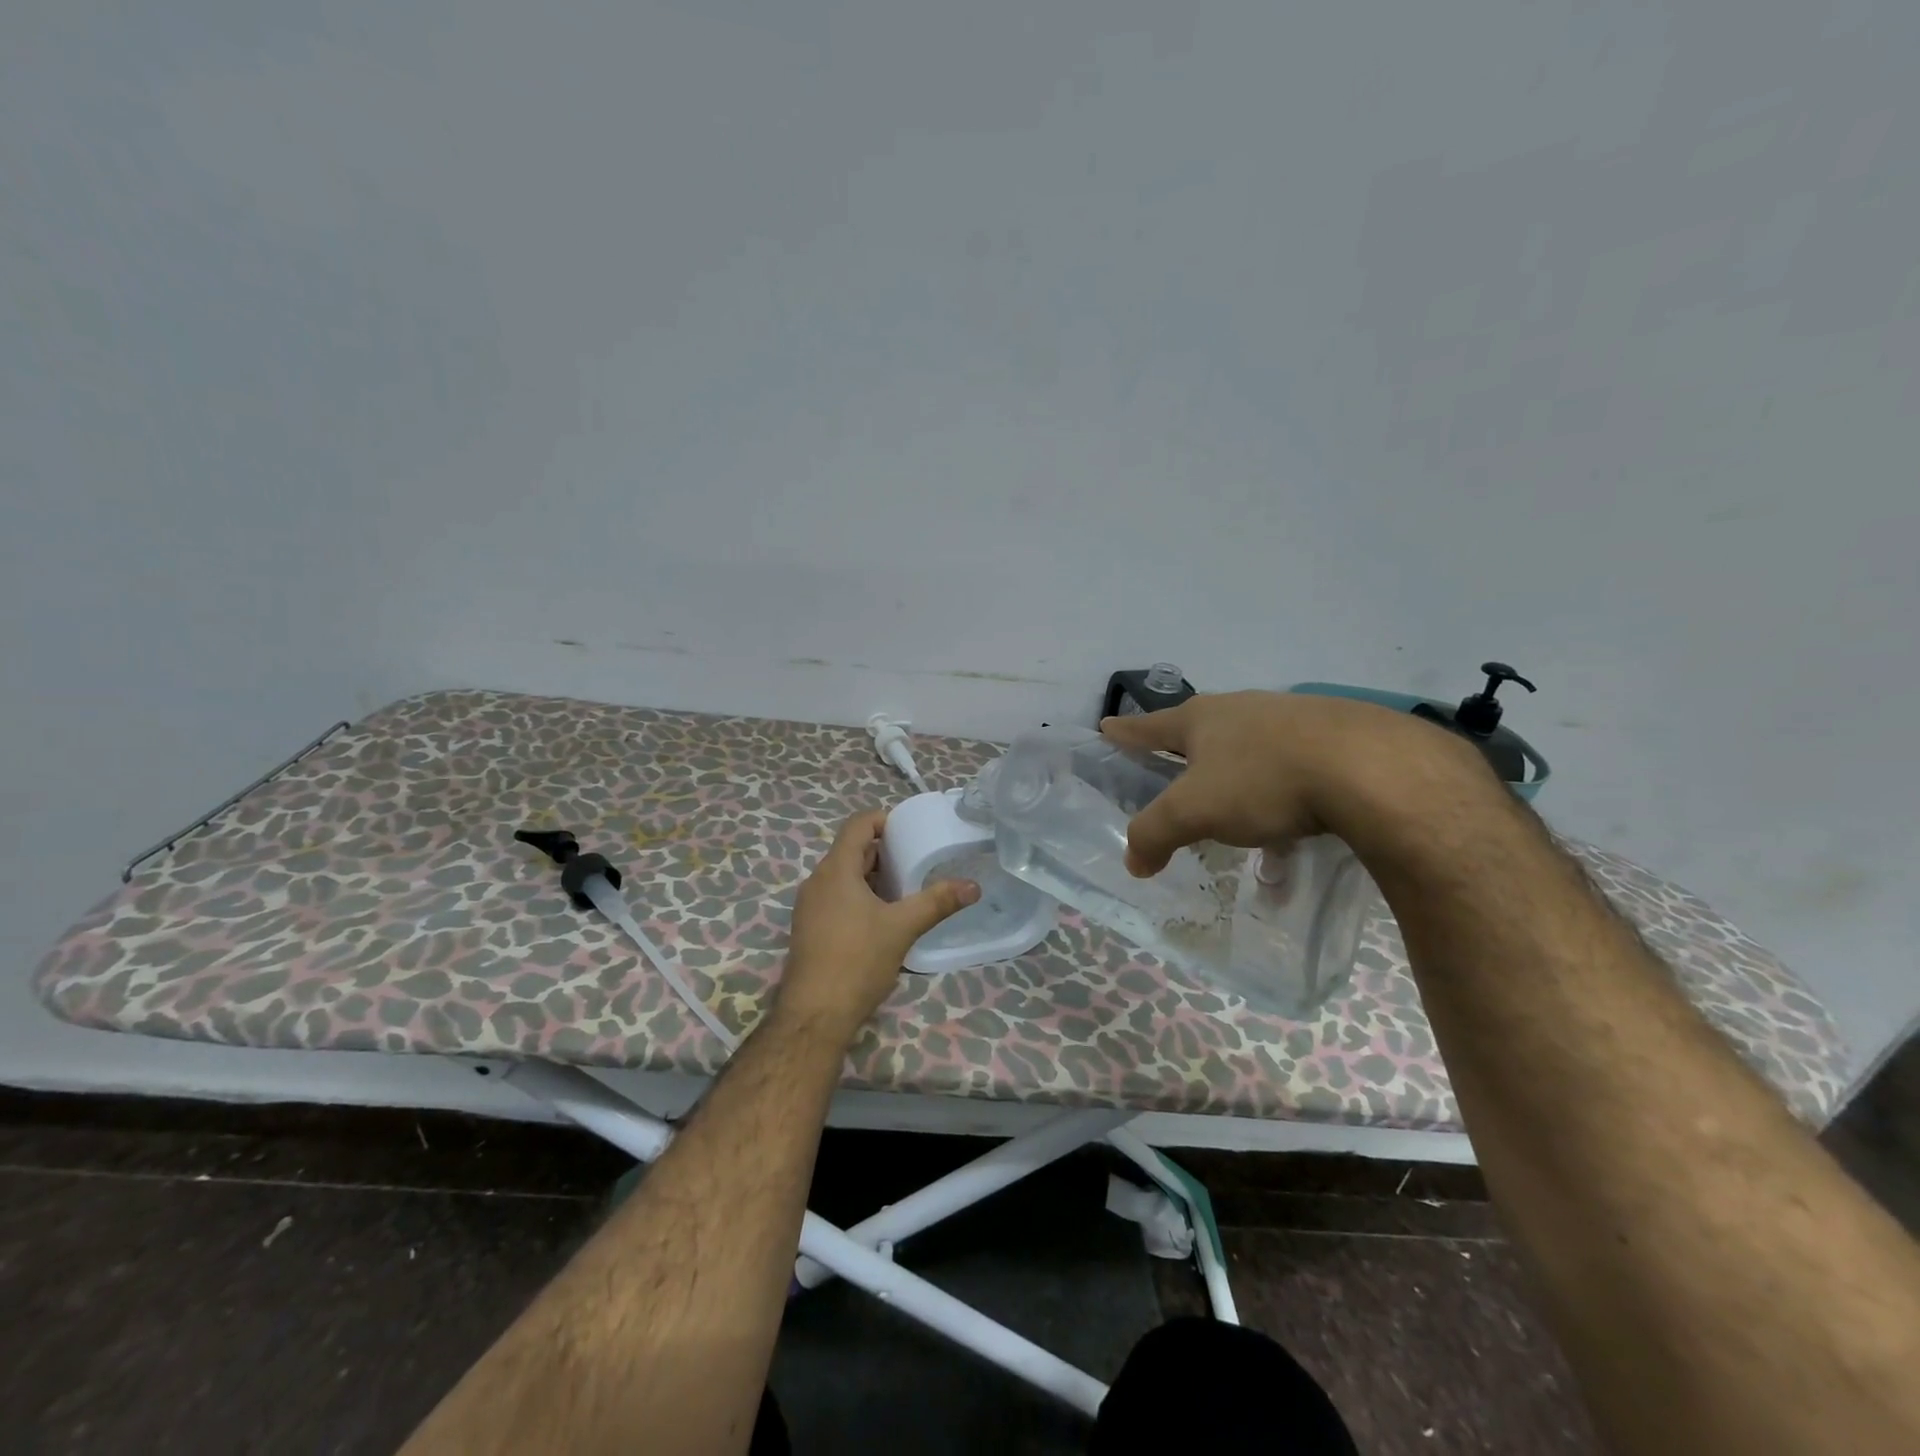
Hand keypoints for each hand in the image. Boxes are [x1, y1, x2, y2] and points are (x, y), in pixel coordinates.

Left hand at [777, 810, 980, 1039]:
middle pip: (851, 850)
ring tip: (905, 889)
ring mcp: (809, 906)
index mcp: (835, 870)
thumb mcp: (903, 928)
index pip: (857, 824)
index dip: (884, 819)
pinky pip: (836, 897)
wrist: (814, 1015)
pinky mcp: (809, 928)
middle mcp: (817, 881)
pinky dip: (860, 896)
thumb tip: (973, 887)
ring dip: (873, 876)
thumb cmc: (857, 961)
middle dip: (884, 851)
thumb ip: (937, 902)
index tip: (910, 831)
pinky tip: (882, 918)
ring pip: (844, 876)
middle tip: (916, 861)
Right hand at [1100, 691, 1479, 875]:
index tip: (1107, 727)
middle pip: (1204, 730)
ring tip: (1240, 811)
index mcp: (1204, 719)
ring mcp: (1293, 719)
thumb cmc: (1264, 781)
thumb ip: (1155, 834)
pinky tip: (1297, 824)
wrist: (1370, 768)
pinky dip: (1284, 792)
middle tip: (1175, 769)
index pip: (1151, 725)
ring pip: (1253, 749)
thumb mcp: (1194, 812)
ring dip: (1240, 777)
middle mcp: (1244, 710)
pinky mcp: (1337, 737)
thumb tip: (1133, 861)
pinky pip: (1295, 766)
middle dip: (1187, 752)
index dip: (1127, 732)